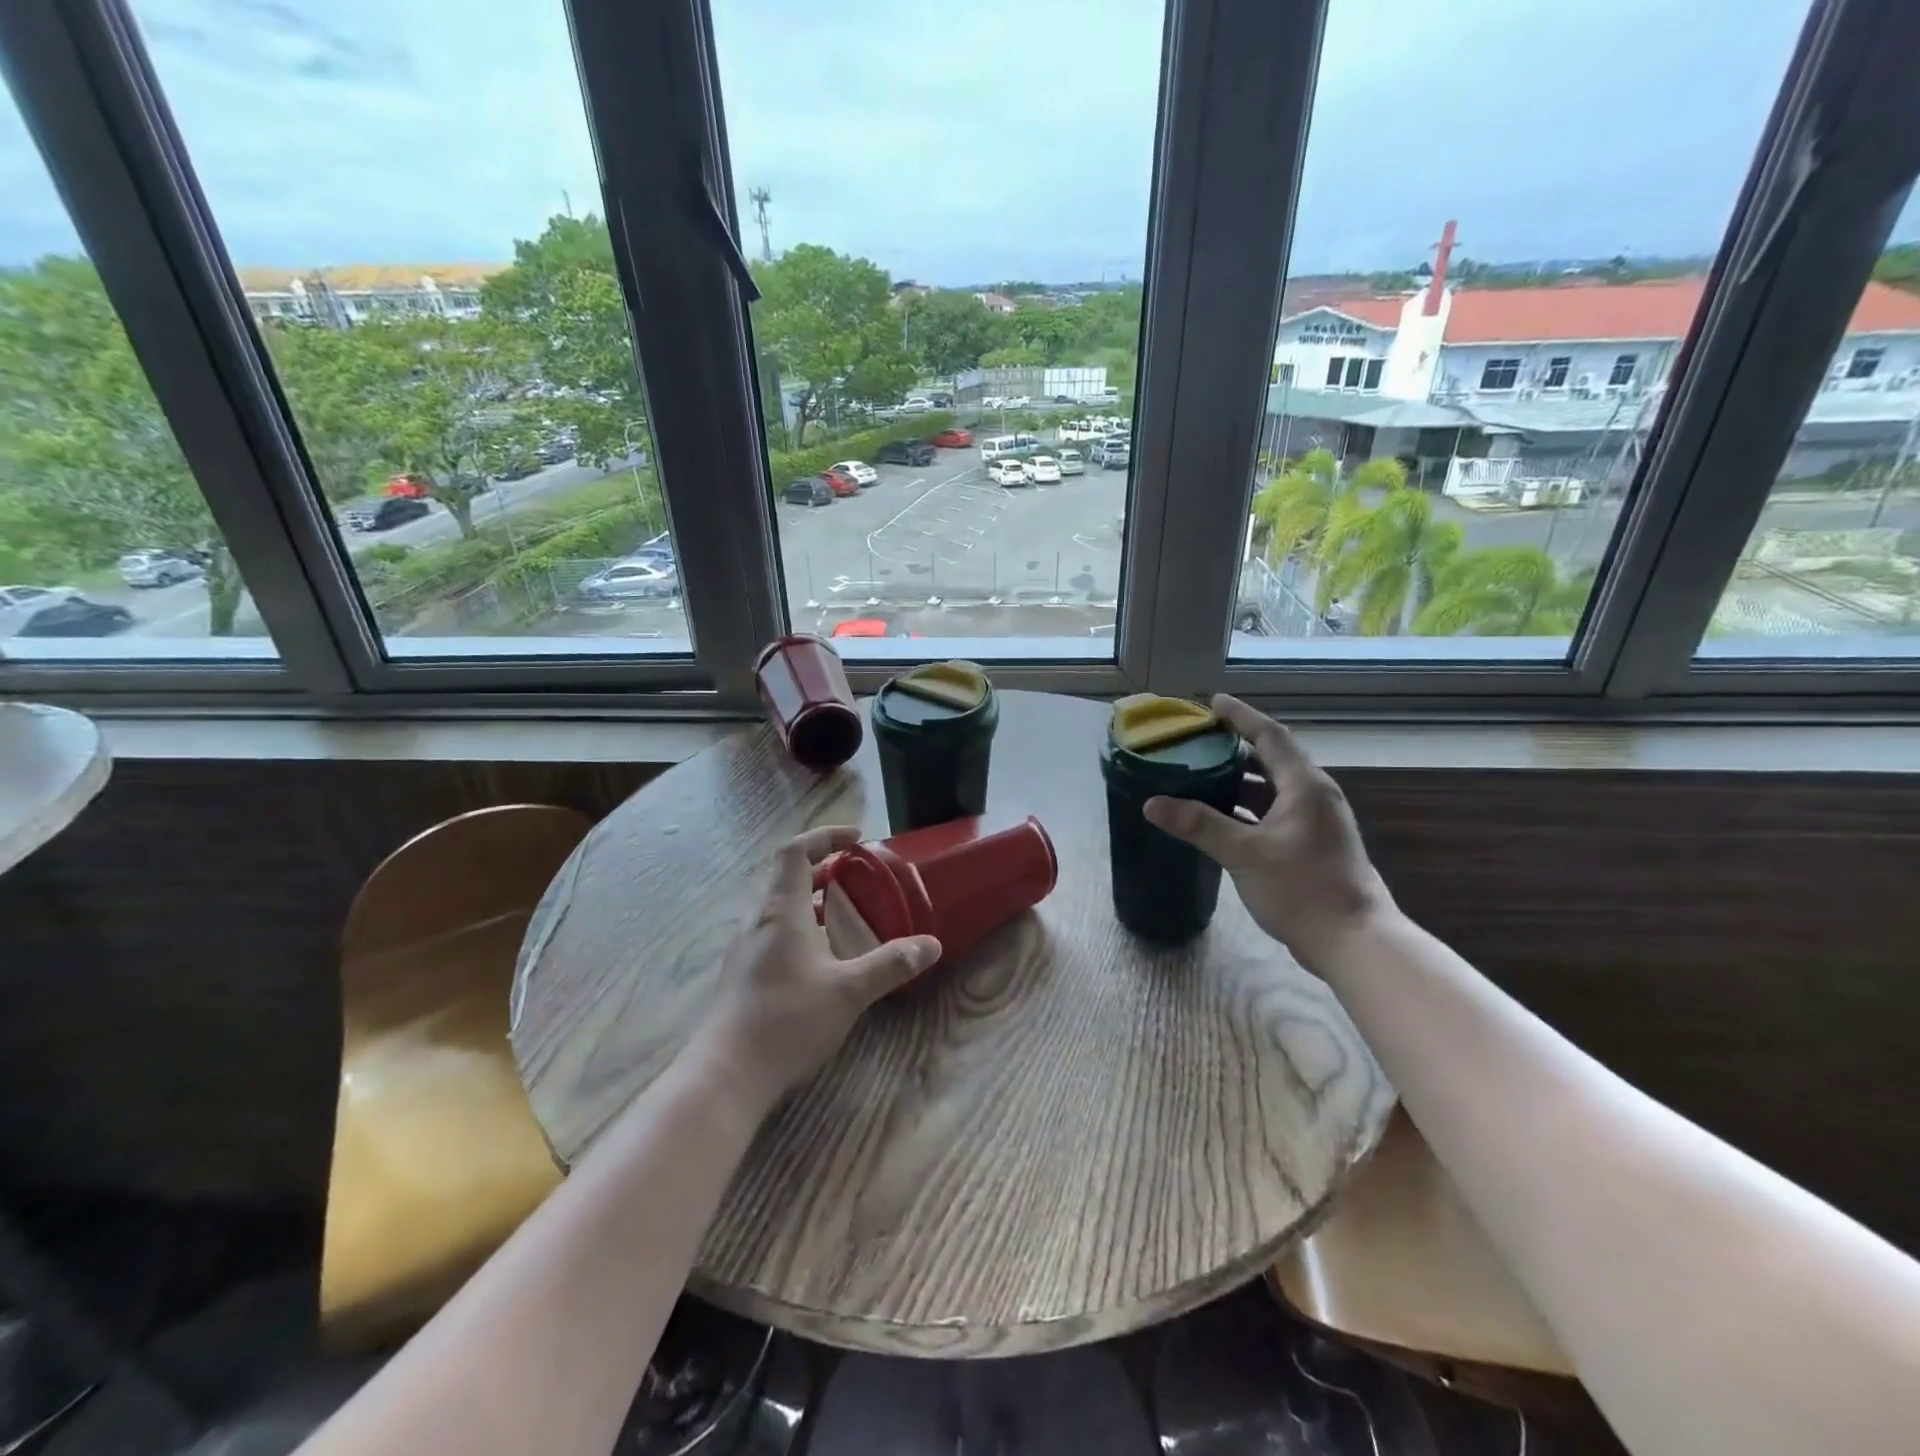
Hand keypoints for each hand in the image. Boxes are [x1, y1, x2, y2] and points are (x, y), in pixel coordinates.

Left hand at [696, 826, 940, 1106]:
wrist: (726, 1075)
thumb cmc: (787, 1020)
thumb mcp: (848, 991)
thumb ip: (890, 964)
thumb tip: (932, 945)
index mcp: (781, 911)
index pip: (795, 852)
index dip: (825, 837)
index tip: (856, 837)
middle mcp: (758, 921)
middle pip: (785, 877)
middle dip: (821, 867)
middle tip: (855, 874)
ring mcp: (745, 949)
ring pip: (777, 907)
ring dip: (809, 898)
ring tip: (843, 912)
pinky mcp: (742, 975)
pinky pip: (772, 932)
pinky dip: (799, 926)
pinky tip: (820, 957)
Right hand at [1142, 694, 1392, 969]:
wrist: (1353, 941)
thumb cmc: (1302, 889)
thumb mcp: (1244, 853)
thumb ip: (1198, 825)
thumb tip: (1152, 804)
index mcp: (1305, 786)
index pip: (1270, 736)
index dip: (1241, 716)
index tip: (1213, 702)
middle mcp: (1314, 796)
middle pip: (1271, 759)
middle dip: (1234, 748)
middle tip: (1197, 742)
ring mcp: (1316, 822)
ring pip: (1272, 788)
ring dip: (1239, 780)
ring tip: (1200, 776)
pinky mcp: (1312, 845)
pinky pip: (1274, 811)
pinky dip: (1247, 807)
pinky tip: (1221, 818)